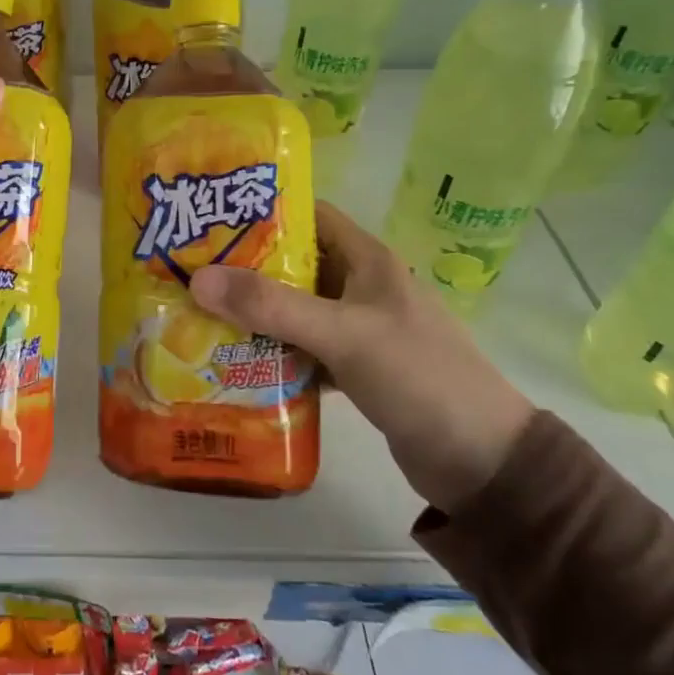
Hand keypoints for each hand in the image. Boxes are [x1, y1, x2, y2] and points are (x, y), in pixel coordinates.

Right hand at [189, 202, 534, 510]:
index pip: (309, 216)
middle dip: (244, 267)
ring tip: (199, 313)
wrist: (482, 463)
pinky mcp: (355, 368)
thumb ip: (272, 306)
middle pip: (293, 264)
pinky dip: (272, 352)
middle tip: (190, 272)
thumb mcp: (343, 335)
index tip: (210, 218)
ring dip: (254, 313)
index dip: (263, 211)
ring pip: (294, 309)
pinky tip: (234, 361)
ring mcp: (359, 329)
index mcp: (368, 261)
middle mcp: (361, 287)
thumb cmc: (419, 378)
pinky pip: (302, 348)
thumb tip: (198, 279)